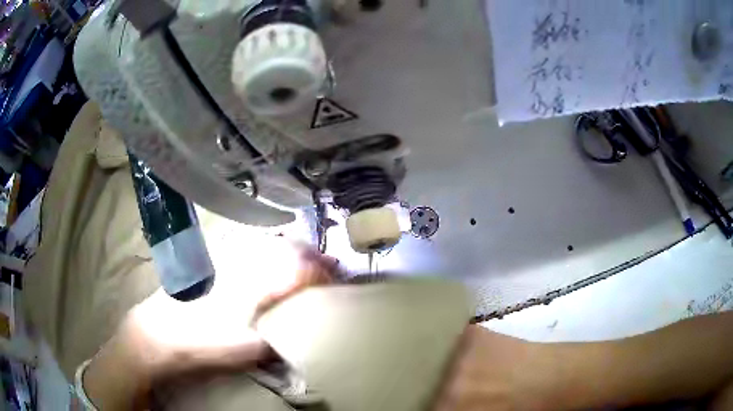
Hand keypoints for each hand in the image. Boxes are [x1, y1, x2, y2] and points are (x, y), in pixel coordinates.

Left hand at [83, 240, 338, 410]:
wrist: (158, 333)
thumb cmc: (202, 343)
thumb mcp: (246, 350)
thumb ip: (277, 336)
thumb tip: (299, 329)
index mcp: (251, 284)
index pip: (296, 268)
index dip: (320, 273)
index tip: (335, 281)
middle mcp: (240, 262)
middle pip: (284, 248)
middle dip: (311, 256)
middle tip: (329, 267)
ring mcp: (224, 257)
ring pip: (266, 241)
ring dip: (291, 248)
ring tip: (306, 258)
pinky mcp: (212, 259)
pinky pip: (246, 242)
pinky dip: (267, 244)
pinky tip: (271, 250)